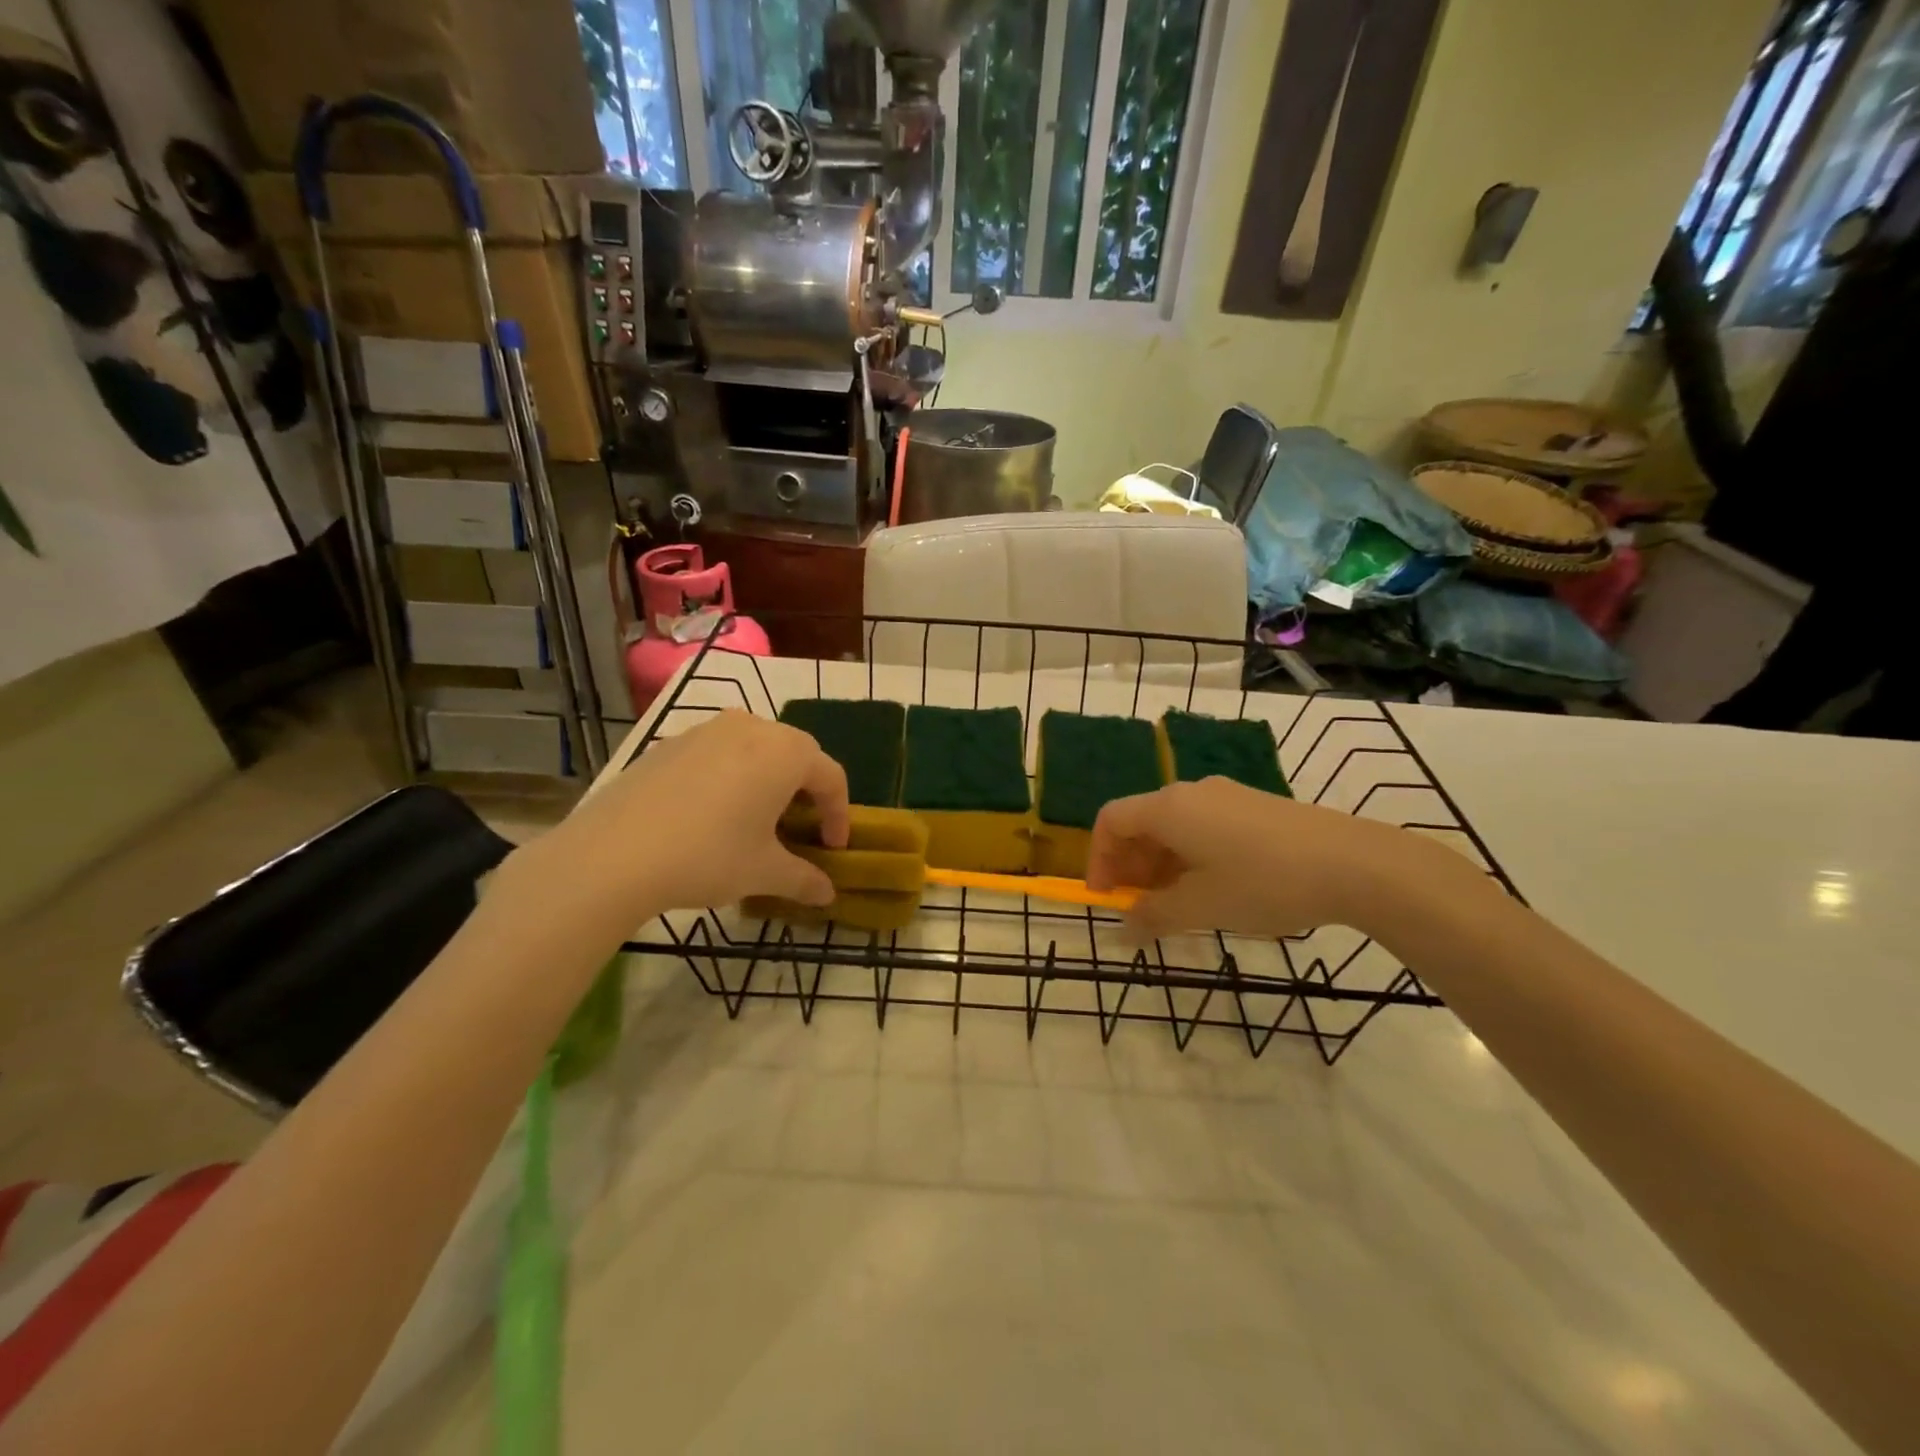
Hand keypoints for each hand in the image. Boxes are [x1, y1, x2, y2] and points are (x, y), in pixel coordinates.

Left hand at [511, 711, 849, 924]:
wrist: (613, 854)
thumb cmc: (708, 856)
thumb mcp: (764, 873)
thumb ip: (804, 879)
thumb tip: (828, 894)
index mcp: (786, 753)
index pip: (831, 776)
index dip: (839, 814)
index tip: (833, 848)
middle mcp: (752, 728)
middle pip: (797, 754)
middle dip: (807, 791)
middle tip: (801, 830)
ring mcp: (707, 730)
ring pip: (756, 748)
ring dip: (769, 779)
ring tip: (758, 818)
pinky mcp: (671, 743)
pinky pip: (719, 753)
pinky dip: (732, 776)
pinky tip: (713, 813)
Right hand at [1085, 776, 1465, 940]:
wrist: (1354, 863)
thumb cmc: (1264, 883)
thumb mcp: (1202, 907)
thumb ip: (1153, 917)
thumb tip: (1123, 932)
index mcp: (1168, 808)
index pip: (1110, 821)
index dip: (1098, 858)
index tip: (1106, 897)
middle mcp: (1191, 792)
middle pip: (1141, 822)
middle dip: (1130, 866)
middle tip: (1140, 908)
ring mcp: (1226, 796)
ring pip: (1174, 826)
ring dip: (1161, 864)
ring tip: (1177, 904)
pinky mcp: (1254, 806)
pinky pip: (1204, 826)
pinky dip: (1191, 855)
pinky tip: (1214, 888)